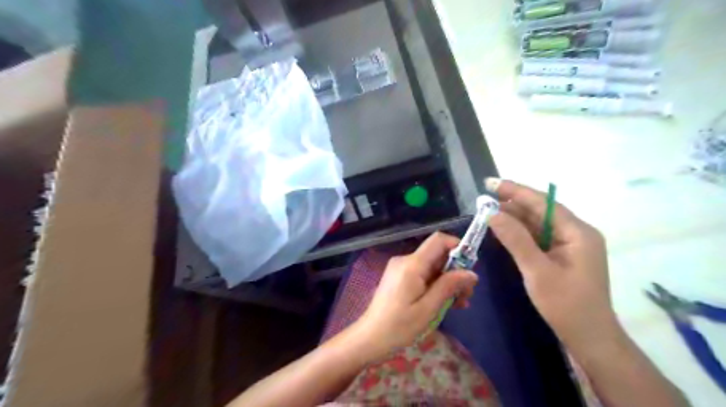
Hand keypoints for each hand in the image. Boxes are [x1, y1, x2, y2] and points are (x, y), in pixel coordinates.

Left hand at [357, 233, 480, 355]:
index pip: (438, 240)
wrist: (370, 338)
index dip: (458, 247)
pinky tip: (445, 303)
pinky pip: (422, 275)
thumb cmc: (399, 326)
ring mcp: (400, 269)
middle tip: (467, 295)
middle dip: (455, 271)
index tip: (471, 266)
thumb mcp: (429, 308)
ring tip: (459, 304)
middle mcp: (405, 260)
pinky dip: (435, 285)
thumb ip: (449, 286)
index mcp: (412, 264)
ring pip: (431, 266)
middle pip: (437, 255)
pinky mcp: (399, 278)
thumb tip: (471, 273)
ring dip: (447, 281)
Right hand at [488, 178, 617, 353]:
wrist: (590, 339)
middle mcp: (576, 233)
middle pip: (541, 211)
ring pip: (538, 223)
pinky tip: (504, 228)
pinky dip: (520, 232)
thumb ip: (515, 239)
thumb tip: (492, 213)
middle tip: (485, 197)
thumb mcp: (537, 271)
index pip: (543, 203)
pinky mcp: (563, 255)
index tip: (491, 183)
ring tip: (489, 210)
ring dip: (515, 217)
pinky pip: (539, 237)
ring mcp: (570, 245)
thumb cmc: (566, 305)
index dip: (516, 191)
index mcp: (578, 232)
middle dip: (513, 203)